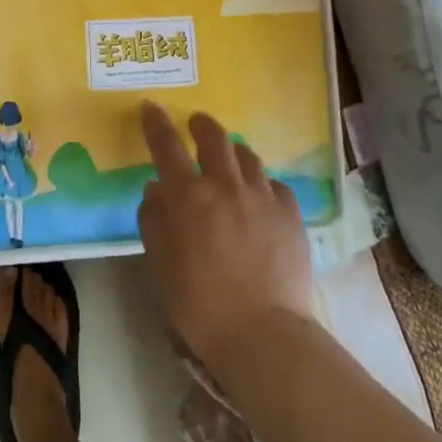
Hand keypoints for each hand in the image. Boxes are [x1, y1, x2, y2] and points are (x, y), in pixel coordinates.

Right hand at [136, 102, 314, 375]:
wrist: (264, 334)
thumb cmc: (199, 303)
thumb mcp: (160, 262)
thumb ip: (154, 219)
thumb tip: (156, 190)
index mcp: (188, 195)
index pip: (166, 145)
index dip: (156, 123)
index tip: (150, 107)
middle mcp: (226, 185)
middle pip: (214, 137)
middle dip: (201, 125)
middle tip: (195, 126)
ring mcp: (263, 198)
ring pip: (248, 156)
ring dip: (233, 151)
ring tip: (229, 159)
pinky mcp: (292, 216)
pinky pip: (275, 185)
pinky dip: (262, 184)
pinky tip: (260, 197)